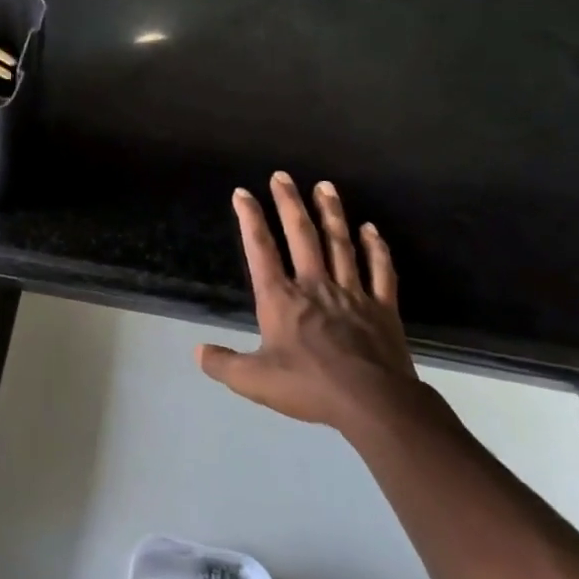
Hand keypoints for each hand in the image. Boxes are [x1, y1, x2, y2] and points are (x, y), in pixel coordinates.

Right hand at [198, 174, 418, 432]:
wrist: (373, 403)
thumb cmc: (309, 387)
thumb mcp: (253, 380)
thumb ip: (222, 364)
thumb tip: (197, 352)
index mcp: (281, 299)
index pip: (260, 250)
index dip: (249, 219)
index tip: (242, 193)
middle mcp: (314, 286)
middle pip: (301, 236)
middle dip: (289, 203)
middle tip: (282, 175)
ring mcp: (352, 293)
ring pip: (340, 244)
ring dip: (331, 213)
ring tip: (325, 186)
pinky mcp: (382, 307)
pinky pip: (379, 270)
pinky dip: (375, 248)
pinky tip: (371, 229)